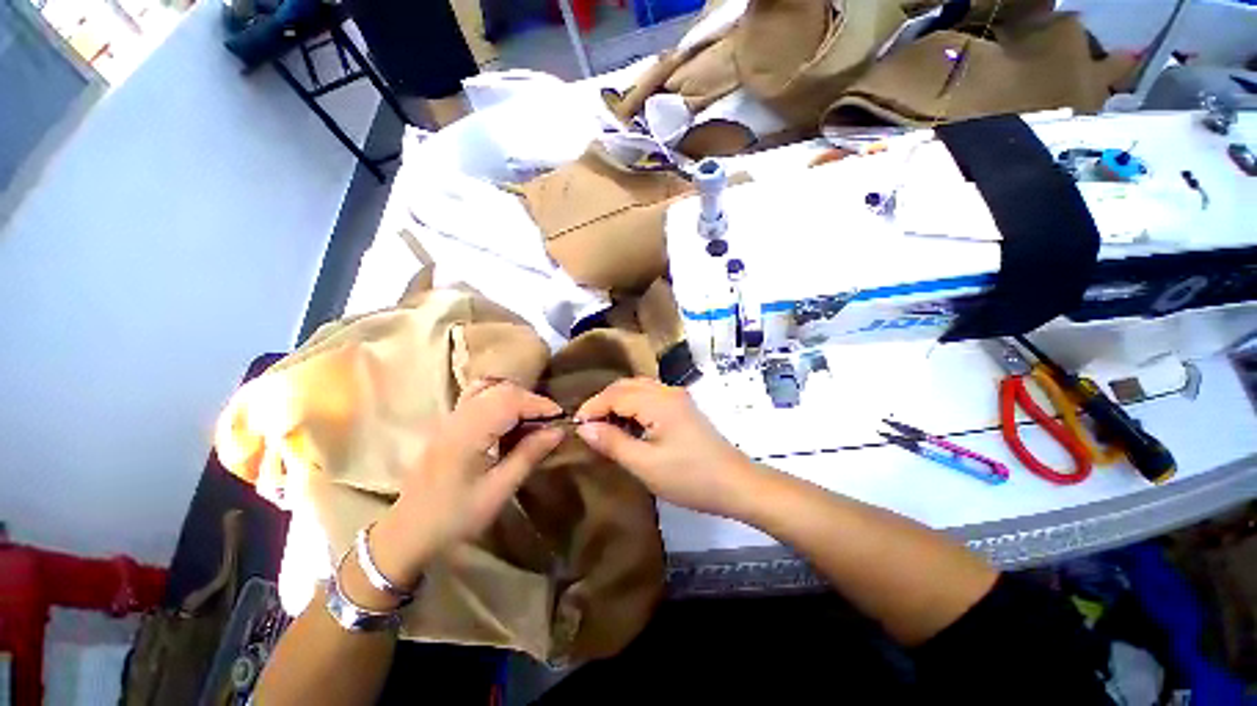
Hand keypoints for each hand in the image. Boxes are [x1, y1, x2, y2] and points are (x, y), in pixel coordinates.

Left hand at [372, 380, 564, 587]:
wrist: (407, 533)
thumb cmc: (455, 518)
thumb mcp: (498, 491)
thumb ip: (528, 455)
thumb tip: (558, 431)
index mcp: (468, 434)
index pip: (510, 401)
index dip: (540, 404)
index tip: (561, 418)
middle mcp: (457, 418)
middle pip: (501, 390)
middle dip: (531, 400)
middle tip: (550, 421)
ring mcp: (449, 418)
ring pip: (489, 390)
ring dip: (517, 398)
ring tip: (533, 419)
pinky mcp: (448, 424)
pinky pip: (477, 397)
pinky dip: (499, 399)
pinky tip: (508, 417)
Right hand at [575, 378, 766, 518]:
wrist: (736, 484)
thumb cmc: (690, 477)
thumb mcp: (645, 465)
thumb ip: (613, 442)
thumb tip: (583, 427)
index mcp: (658, 401)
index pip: (615, 395)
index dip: (592, 408)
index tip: (576, 427)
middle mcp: (667, 391)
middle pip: (626, 386)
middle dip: (603, 402)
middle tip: (587, 426)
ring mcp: (677, 397)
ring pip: (638, 388)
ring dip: (617, 402)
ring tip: (604, 425)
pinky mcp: (682, 407)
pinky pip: (650, 397)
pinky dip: (633, 405)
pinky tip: (628, 424)